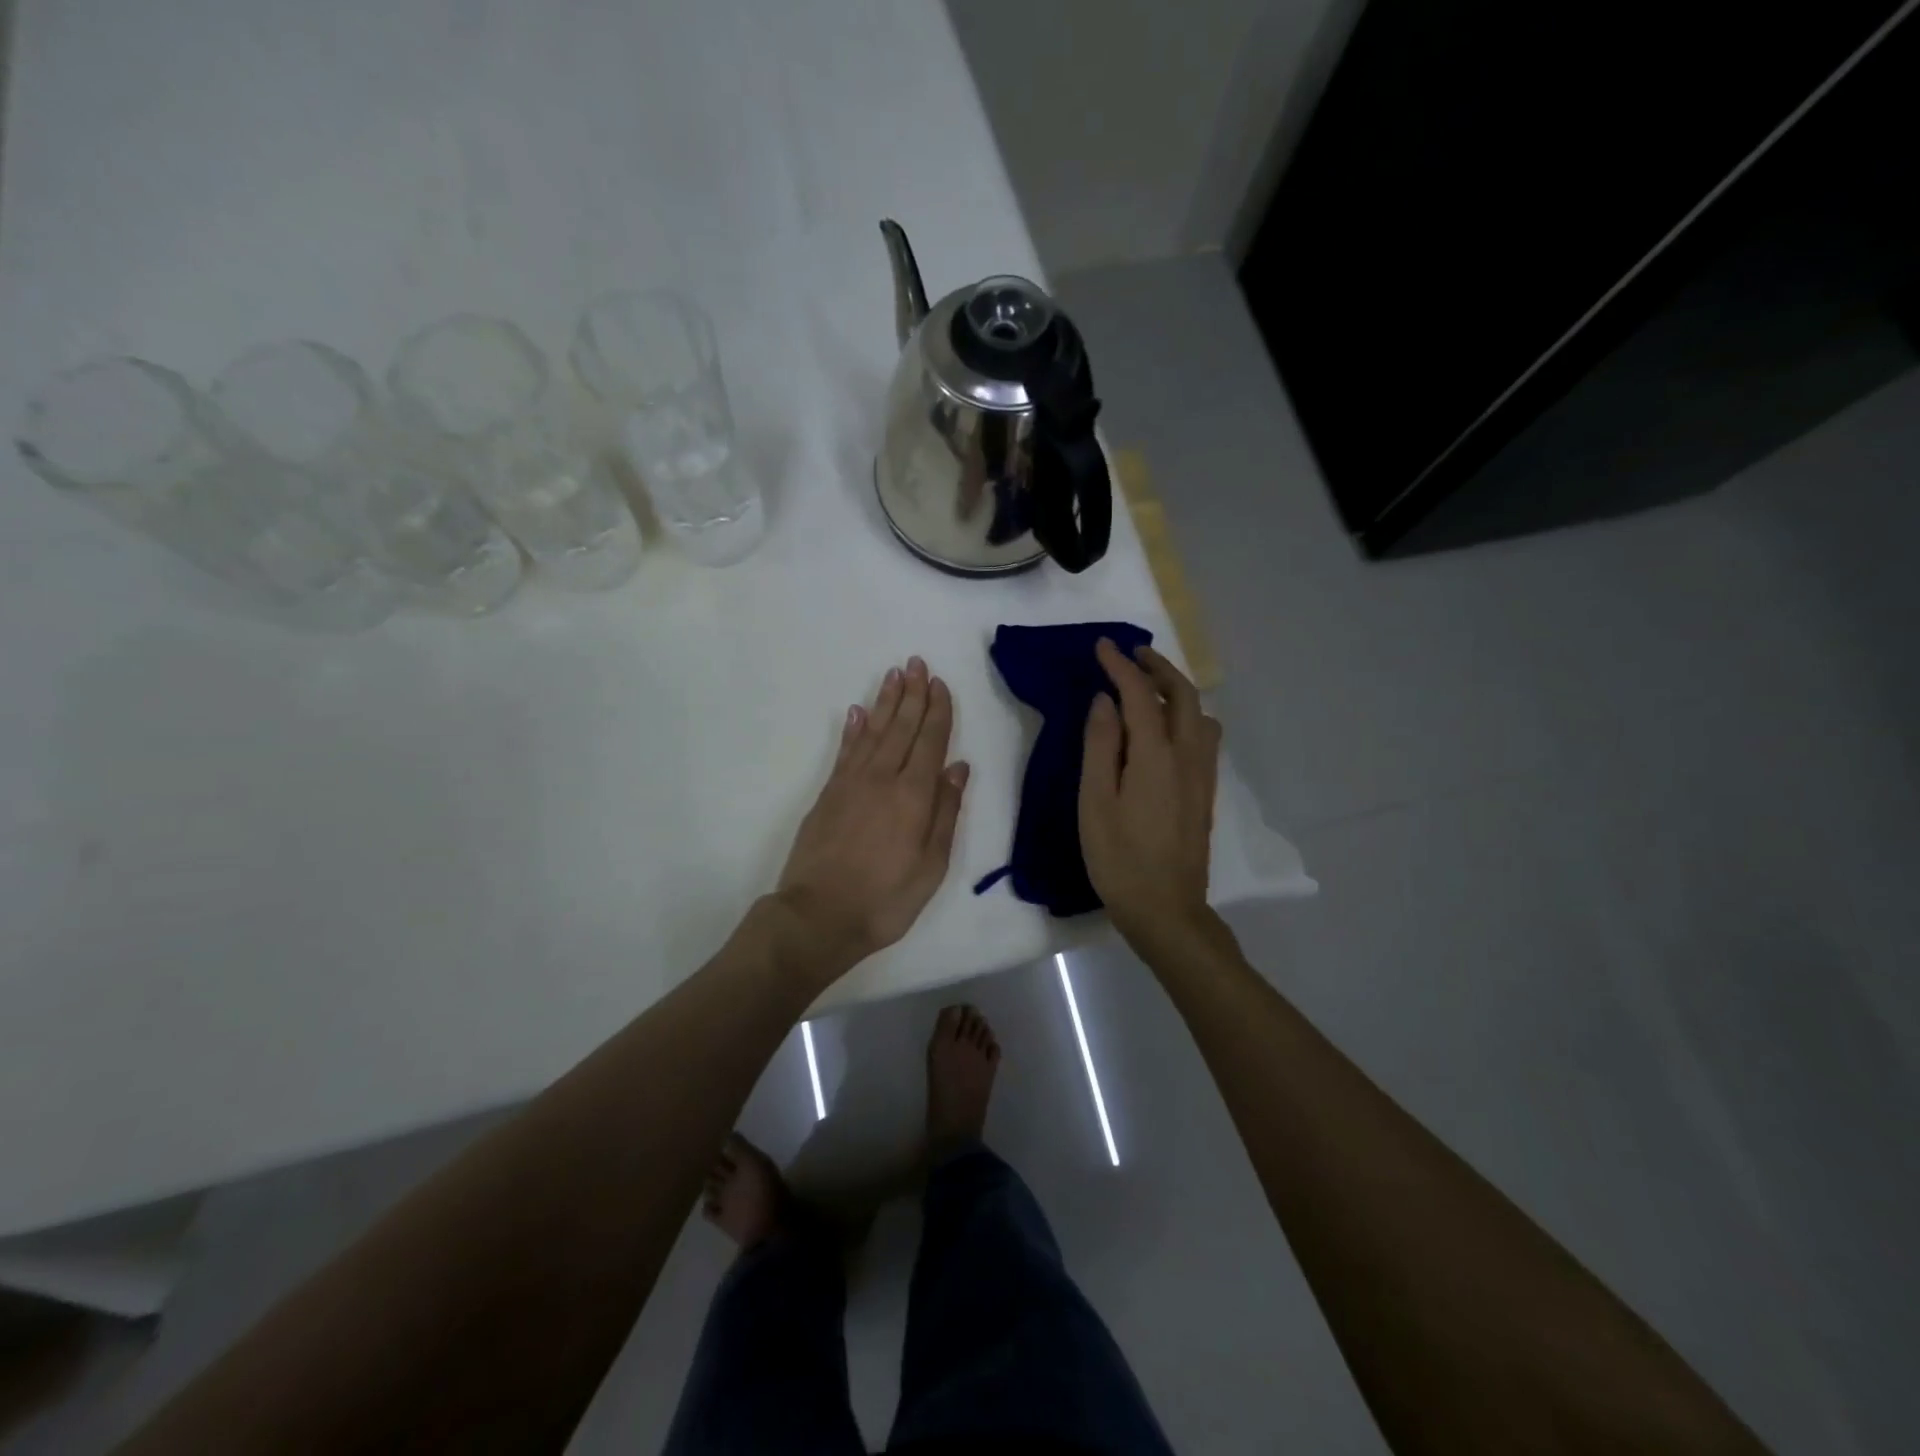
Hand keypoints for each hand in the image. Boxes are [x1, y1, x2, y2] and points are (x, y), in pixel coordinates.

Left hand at [774, 657, 969, 979]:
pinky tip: (857, 712)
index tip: (940, 684)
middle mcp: (882, 778)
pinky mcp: (827, 794)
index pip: (930, 742)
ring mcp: (851, 783)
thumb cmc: (885, 900)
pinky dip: (852, 729)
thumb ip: (945, 813)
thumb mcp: (931, 866)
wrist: (818, 917)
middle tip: (916, 662)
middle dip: (912, 694)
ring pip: (872, 731)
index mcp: (913, 796)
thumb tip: (958, 767)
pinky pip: (844, 751)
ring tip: (893, 674)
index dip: (937, 711)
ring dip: (884, 702)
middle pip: (901, 727)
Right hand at [1080, 639, 1220, 950]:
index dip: (1121, 666)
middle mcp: (1188, 756)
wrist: (1166, 909)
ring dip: (1177, 688)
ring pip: (1199, 714)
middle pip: (1183, 695)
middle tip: (1130, 653)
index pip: (1141, 695)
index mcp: (1156, 756)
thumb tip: (1104, 701)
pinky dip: (1187, 713)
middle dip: (1158, 667)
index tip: (1102, 645)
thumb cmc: (1119, 859)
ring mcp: (1202, 774)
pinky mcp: (1205, 791)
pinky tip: (1167, 726)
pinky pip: (1204, 735)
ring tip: (1149, 684)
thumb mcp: (1095, 802)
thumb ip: (1100, 747)